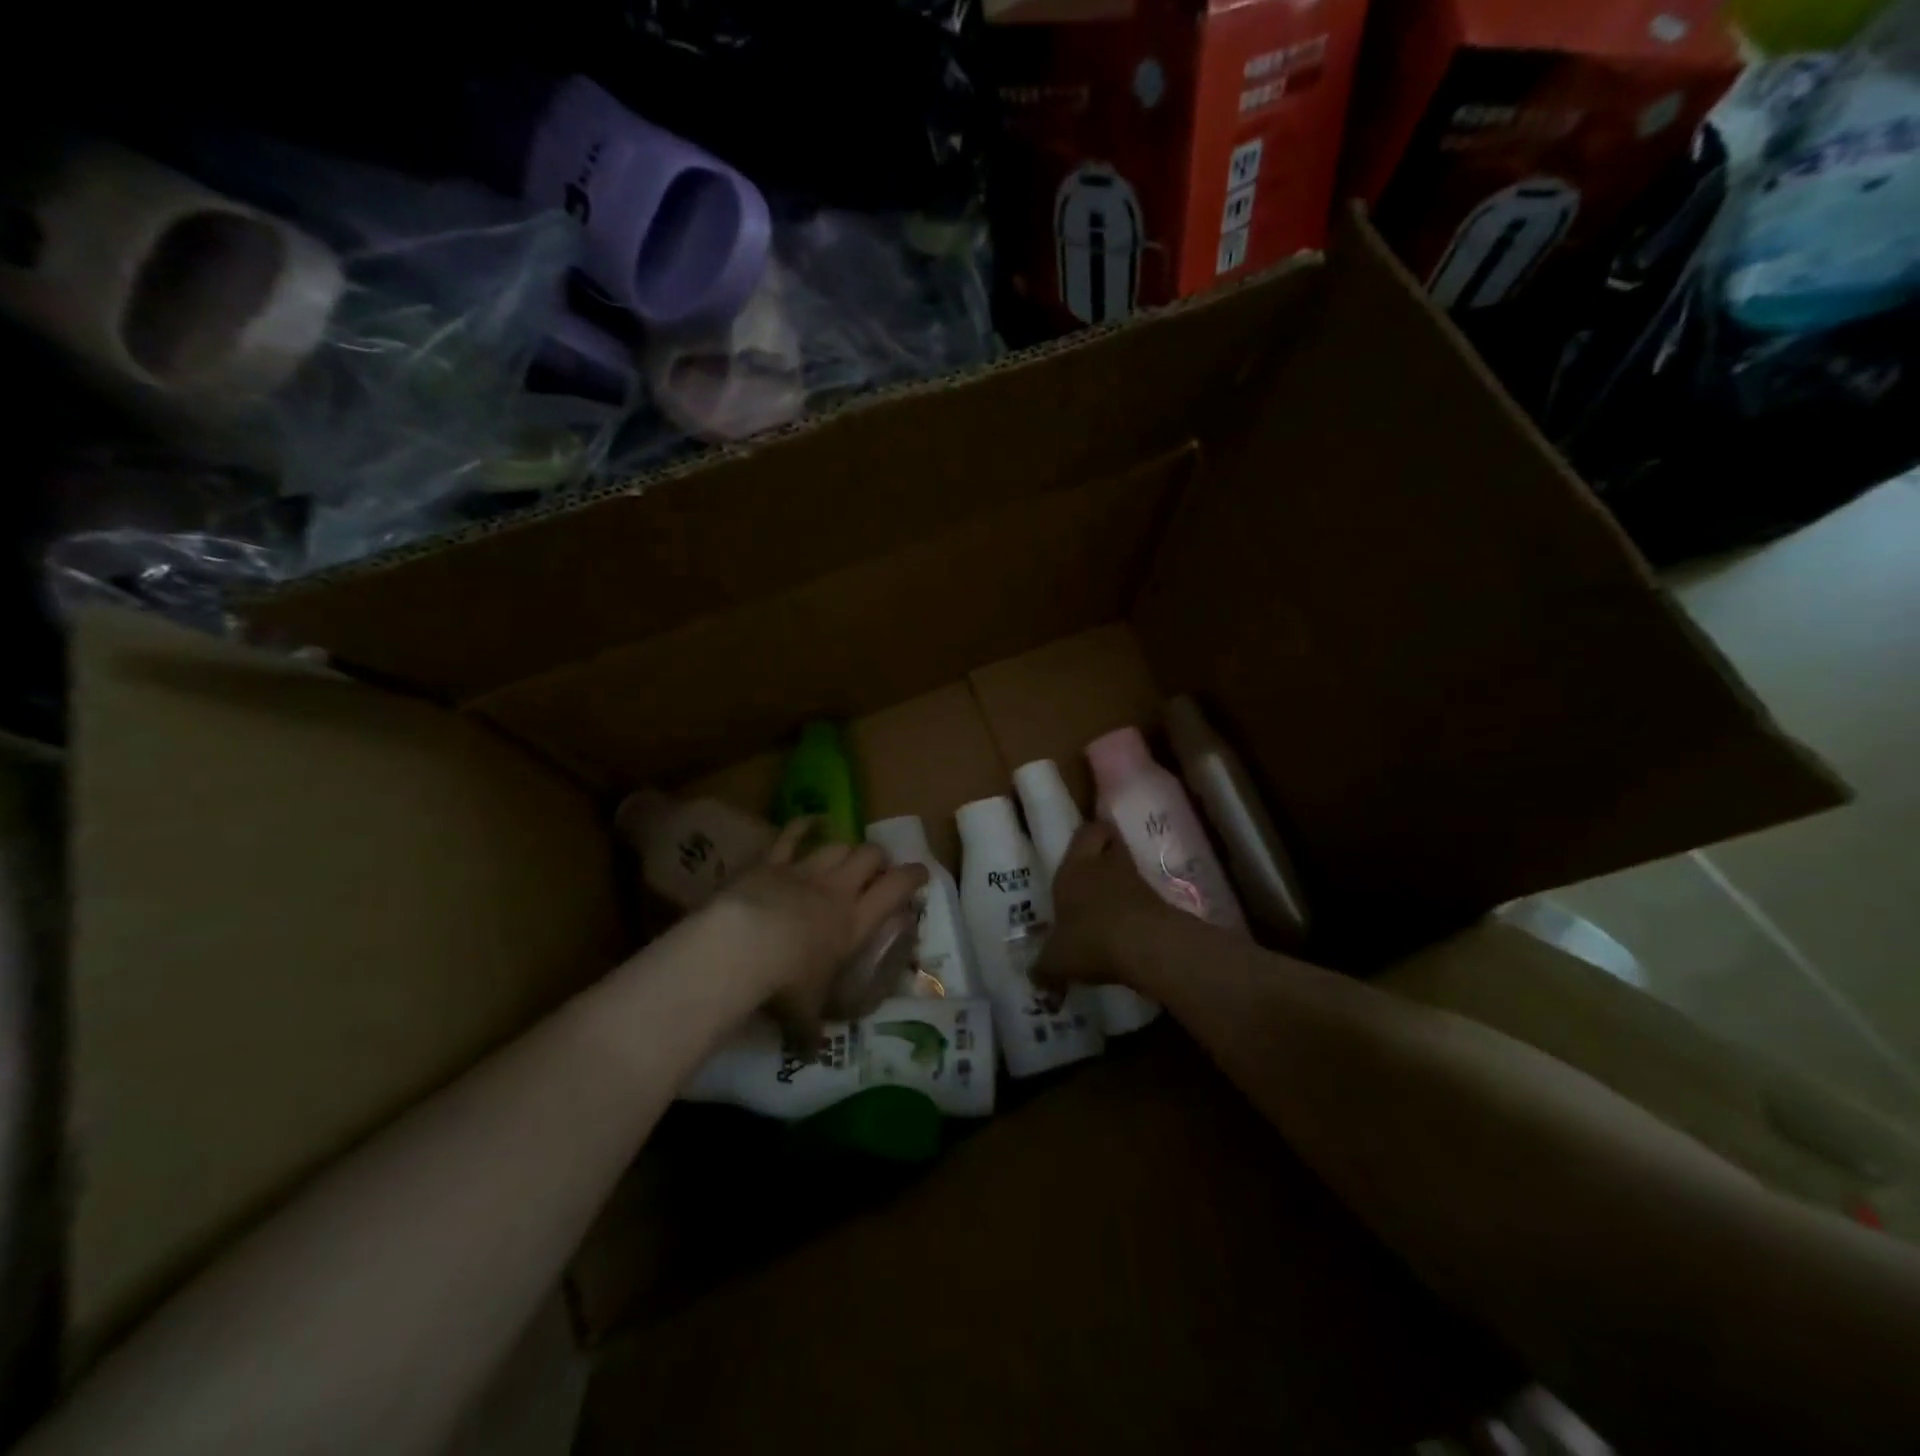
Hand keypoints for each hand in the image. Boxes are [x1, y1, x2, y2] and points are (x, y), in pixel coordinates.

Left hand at [708, 819, 927, 1030]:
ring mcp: (805, 870)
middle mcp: (837, 889)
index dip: (913, 876)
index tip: (921, 873)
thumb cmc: (785, 983)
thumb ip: (810, 1030)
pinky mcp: (773, 862)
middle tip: (878, 868)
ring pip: (838, 845)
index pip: (897, 889)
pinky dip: (804, 825)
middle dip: (878, 858)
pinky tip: (812, 819)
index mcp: (855, 922)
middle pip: (870, 857)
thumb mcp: (804, 1012)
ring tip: (848, 853)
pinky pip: (791, 834)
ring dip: (846, 847)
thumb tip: (811, 1054)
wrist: (744, 946)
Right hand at [1036, 820, 1177, 989]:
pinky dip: (1134, 905)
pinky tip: (1123, 925)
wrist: (1147, 946)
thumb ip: (1044, 966)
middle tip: (1094, 863)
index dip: (1086, 833)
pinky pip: (1142, 896)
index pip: (1085, 833)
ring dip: (1120, 879)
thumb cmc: (1089, 939)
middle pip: (1110, 841)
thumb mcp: (1056, 960)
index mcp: (1074, 869)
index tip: (1082, 838)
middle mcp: (1104, 866)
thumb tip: (1034, 976)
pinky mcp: (1159, 902)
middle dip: (1105, 847)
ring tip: (1107, 899)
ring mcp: (1136, 882)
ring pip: (1127, 868)